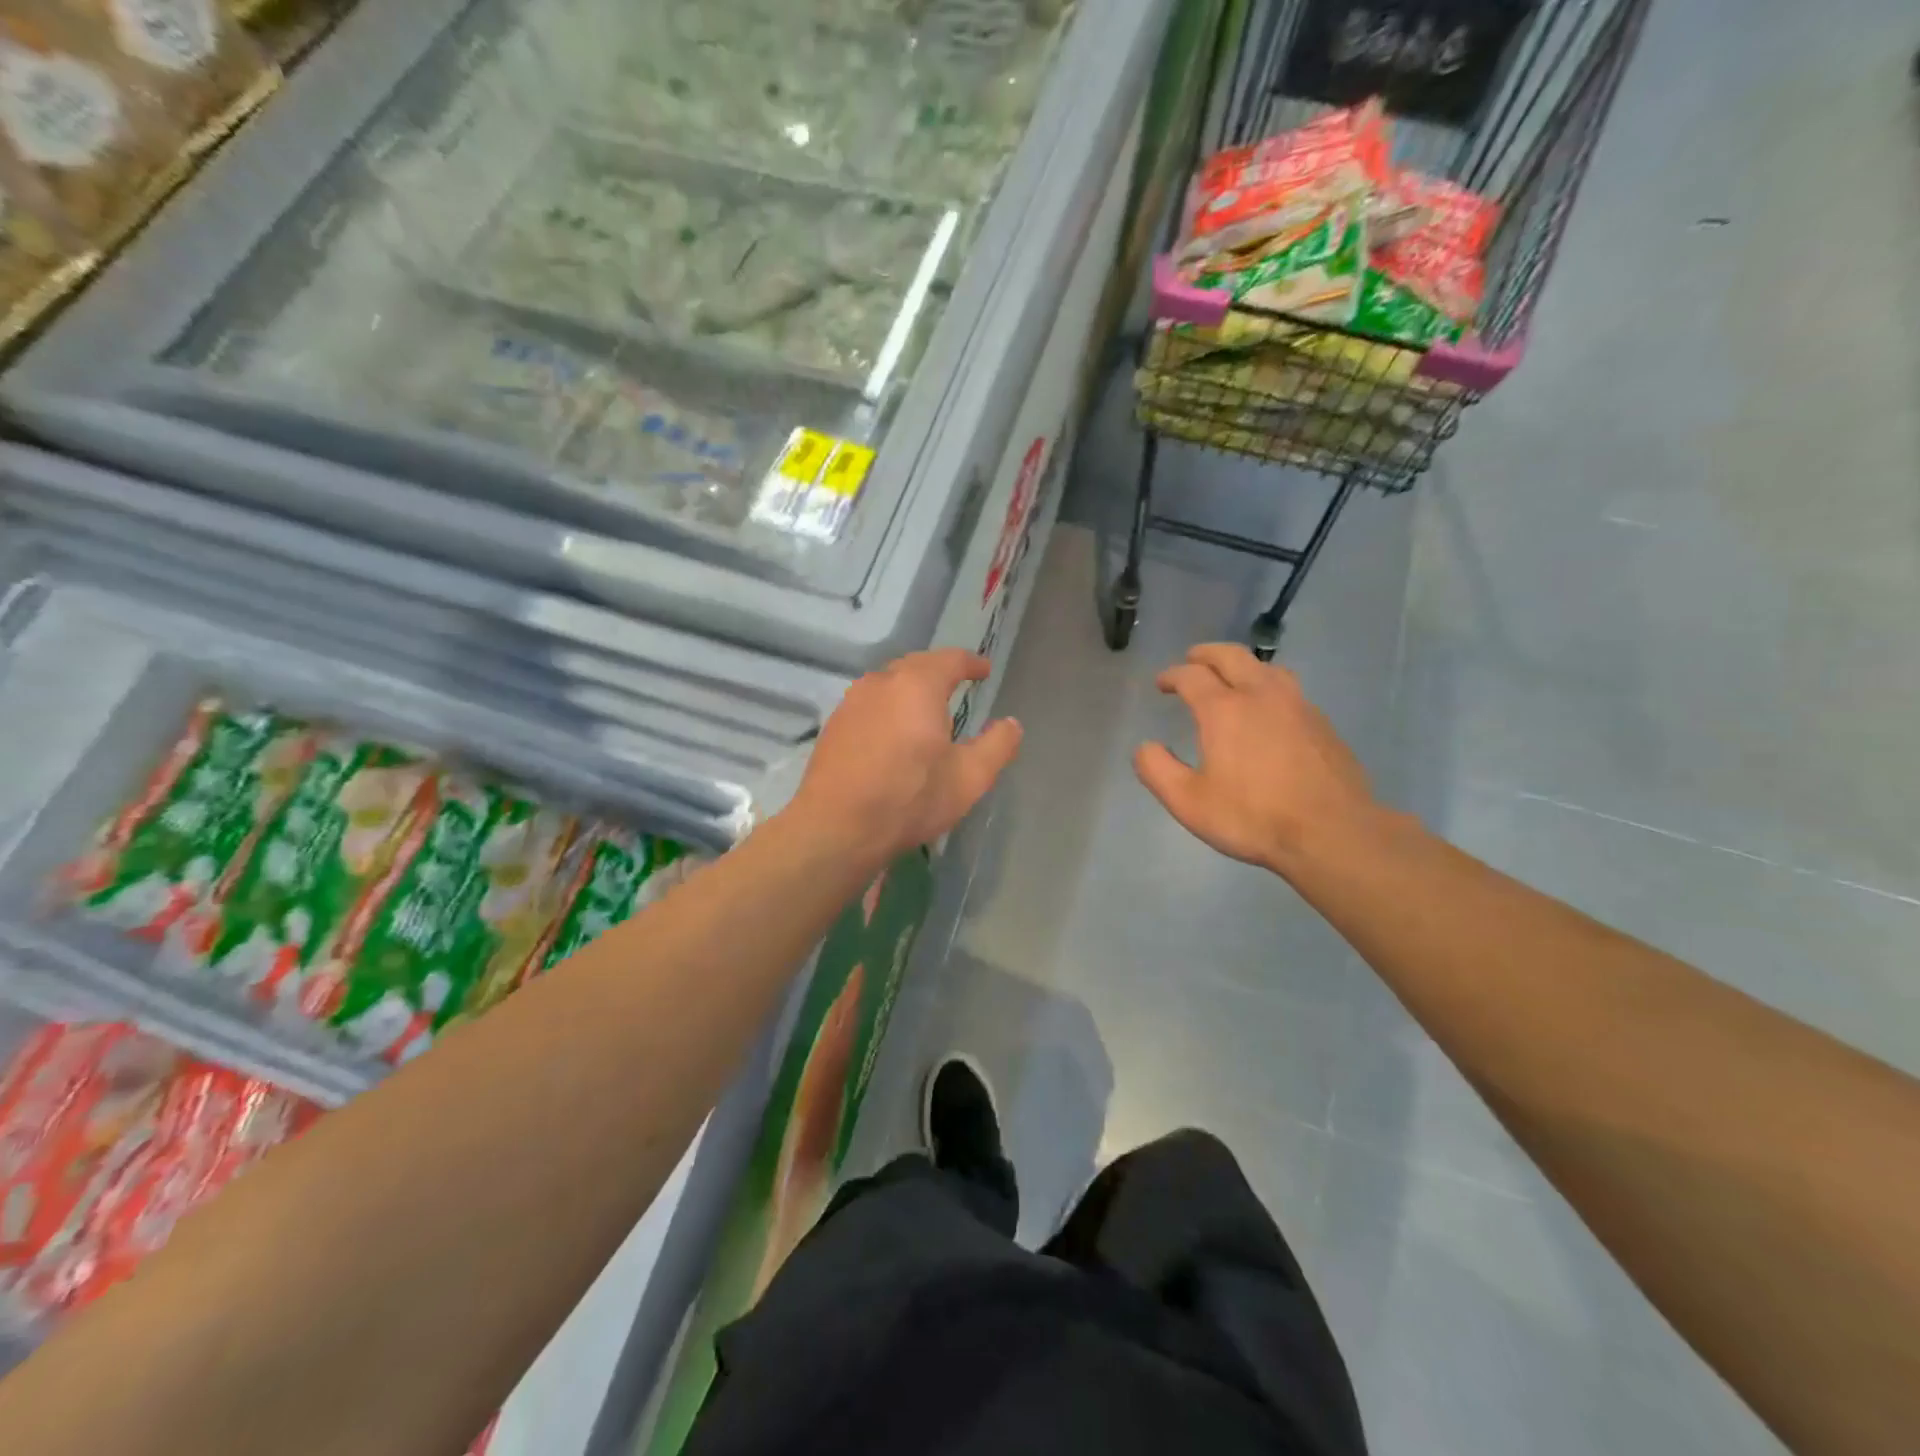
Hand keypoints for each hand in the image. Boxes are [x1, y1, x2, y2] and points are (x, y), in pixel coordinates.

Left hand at [791, 650, 1022, 859]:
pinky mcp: (834, 724)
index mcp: (918, 686)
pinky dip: (889, 707)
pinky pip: (870, 703)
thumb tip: (1012, 724)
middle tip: (958, 685)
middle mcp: (882, 682)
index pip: (950, 659)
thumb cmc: (910, 799)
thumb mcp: (969, 778)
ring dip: (910, 688)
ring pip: (889, 683)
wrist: (836, 828)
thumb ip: (997, 746)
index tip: (984, 670)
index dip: (971, 663)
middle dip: (939, 671)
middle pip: (916, 665)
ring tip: (927, 708)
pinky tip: (894, 731)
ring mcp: (852, 702)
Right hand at [1135, 644, 1379, 874]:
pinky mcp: (1322, 723)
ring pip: (1266, 668)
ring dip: (1242, 666)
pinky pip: (1289, 690)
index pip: (1191, 676)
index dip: (1172, 675)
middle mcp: (1261, 695)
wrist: (1332, 833)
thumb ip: (1157, 770)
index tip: (1162, 683)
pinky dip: (1268, 688)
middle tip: (1192, 660)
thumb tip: (1146, 747)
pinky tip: (1268, 712)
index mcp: (1224, 709)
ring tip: (1232, 679)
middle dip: (1206, 654)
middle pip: (1231, 656)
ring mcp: (1297, 706)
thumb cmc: (1253, 817)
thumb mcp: (1188, 802)